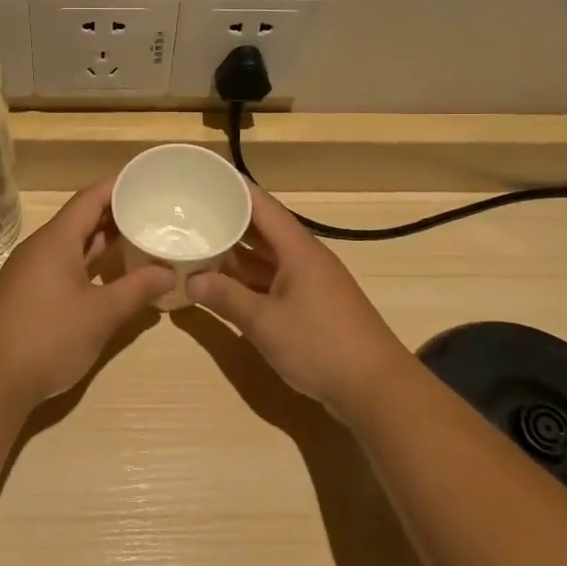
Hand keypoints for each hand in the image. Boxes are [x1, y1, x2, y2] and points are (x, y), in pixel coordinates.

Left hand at [0, 179, 174, 409]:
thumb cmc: (49, 338)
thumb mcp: (102, 314)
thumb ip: (137, 288)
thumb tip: (169, 271)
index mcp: (56, 240)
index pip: (90, 198)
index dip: (118, 187)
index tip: (147, 181)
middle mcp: (40, 247)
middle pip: (80, 219)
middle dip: (115, 214)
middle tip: (152, 211)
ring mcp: (29, 271)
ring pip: (71, 244)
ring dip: (102, 241)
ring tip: (138, 239)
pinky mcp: (26, 294)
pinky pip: (62, 264)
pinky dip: (88, 262)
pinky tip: (109, 276)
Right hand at [187, 186, 413, 414]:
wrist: (375, 388)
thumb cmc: (319, 345)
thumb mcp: (264, 322)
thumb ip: (226, 298)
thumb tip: (191, 279)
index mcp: (298, 249)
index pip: (262, 206)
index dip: (234, 189)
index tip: (205, 177)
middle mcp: (305, 258)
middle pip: (264, 229)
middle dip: (229, 220)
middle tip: (191, 212)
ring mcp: (311, 282)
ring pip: (268, 257)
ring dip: (237, 252)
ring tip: (199, 243)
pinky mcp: (313, 305)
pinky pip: (275, 279)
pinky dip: (250, 278)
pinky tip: (225, 283)